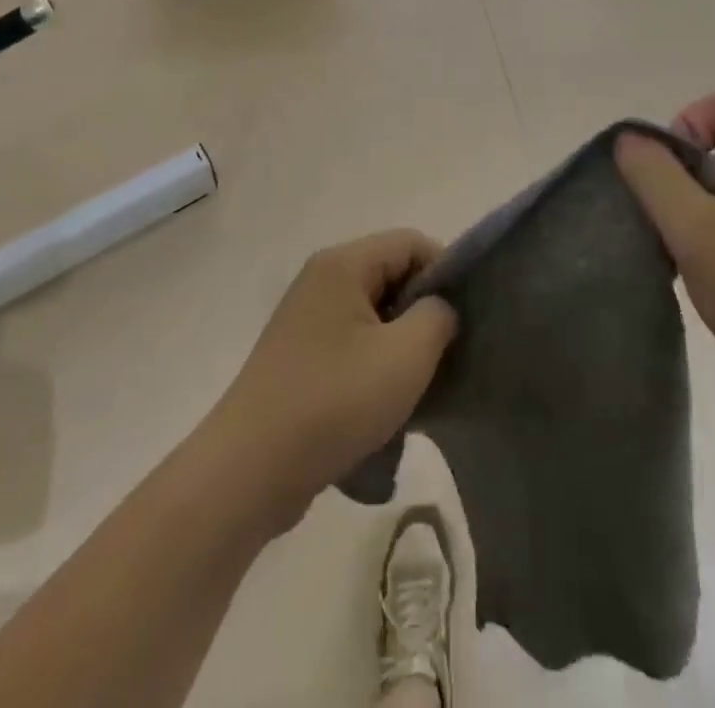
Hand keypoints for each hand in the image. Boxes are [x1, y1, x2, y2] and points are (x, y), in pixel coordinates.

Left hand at [203, 231, 456, 533]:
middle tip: (447, 354)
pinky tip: (387, 404)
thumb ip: (438, 317)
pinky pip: (353, 343)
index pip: (411, 243)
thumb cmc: (334, 401)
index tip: (466, 318)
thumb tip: (439, 309)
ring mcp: (306, 319)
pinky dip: (376, 364)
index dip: (445, 273)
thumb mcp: (406, 355)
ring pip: (375, 313)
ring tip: (420, 384)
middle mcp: (321, 280)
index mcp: (343, 264)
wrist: (248, 472)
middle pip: (392, 275)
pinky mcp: (300, 357)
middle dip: (424, 311)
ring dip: (402, 344)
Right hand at [616, 93, 714, 481]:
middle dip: (678, 177)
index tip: (660, 174)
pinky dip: (707, 246)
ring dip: (688, 217)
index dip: (685, 124)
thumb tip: (628, 139)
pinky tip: (694, 283)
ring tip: (672, 258)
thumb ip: (656, 178)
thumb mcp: (700, 233)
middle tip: (659, 222)